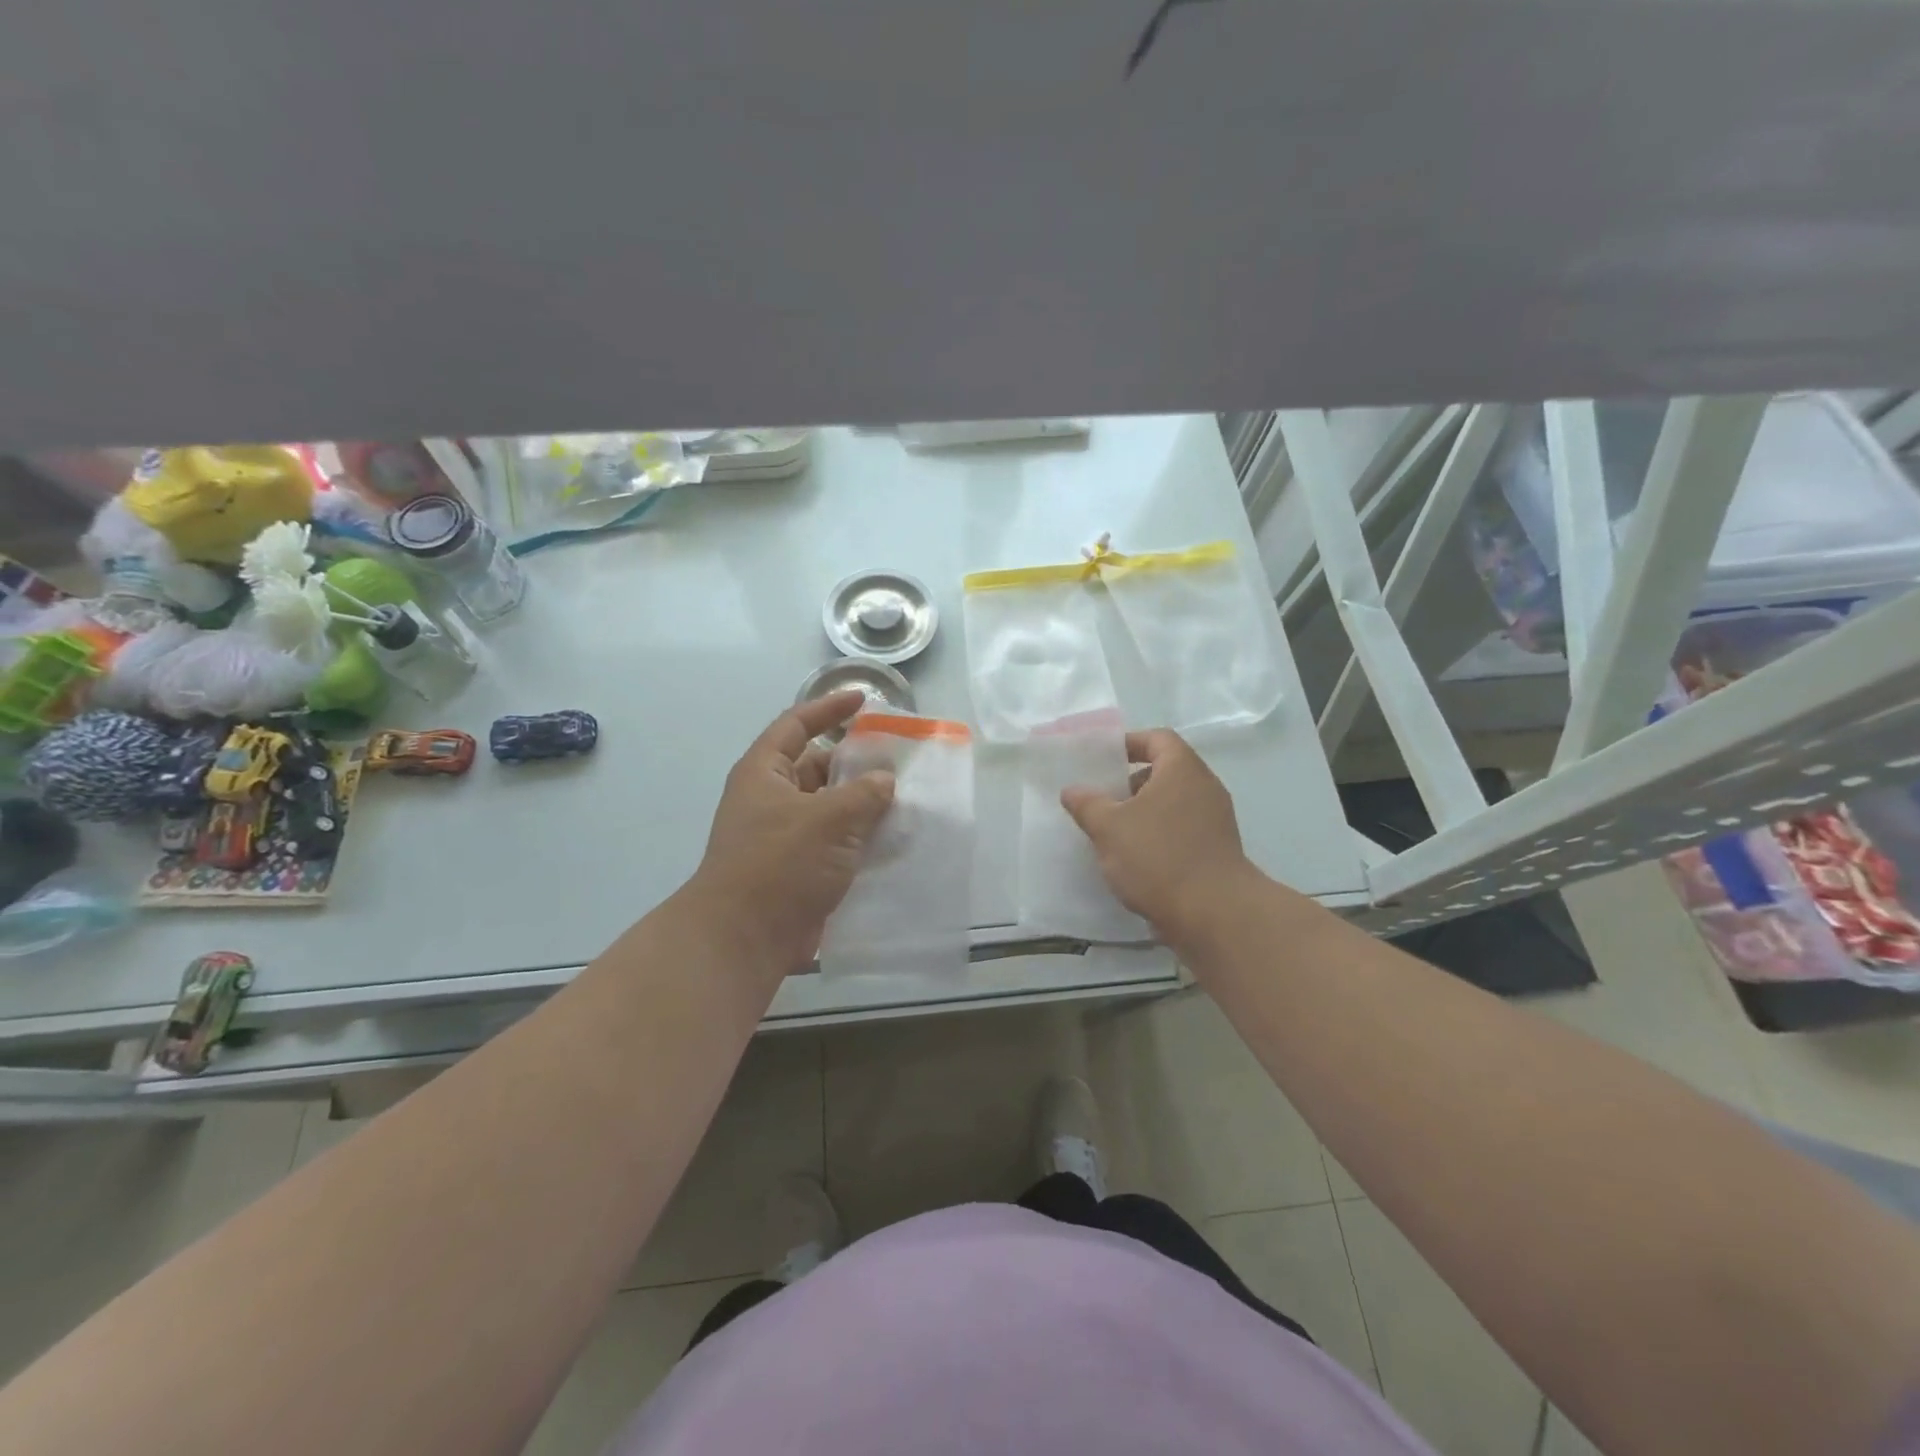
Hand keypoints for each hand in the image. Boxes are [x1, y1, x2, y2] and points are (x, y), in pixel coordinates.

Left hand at [687, 691, 896, 974]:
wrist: (744, 939)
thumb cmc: (780, 864)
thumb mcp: (828, 819)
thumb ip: (864, 793)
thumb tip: (883, 781)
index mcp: (765, 773)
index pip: (797, 725)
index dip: (828, 708)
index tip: (863, 701)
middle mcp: (772, 799)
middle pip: (818, 767)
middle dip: (855, 763)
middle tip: (898, 761)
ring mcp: (785, 836)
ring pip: (830, 807)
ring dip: (863, 804)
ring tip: (906, 799)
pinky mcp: (799, 869)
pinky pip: (835, 842)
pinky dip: (860, 838)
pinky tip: (894, 839)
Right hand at [1061, 729, 1259, 942]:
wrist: (1213, 914)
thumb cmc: (1158, 857)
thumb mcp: (1109, 827)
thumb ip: (1087, 804)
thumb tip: (1072, 790)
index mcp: (1183, 770)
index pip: (1159, 739)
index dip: (1131, 742)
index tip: (1105, 759)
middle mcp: (1205, 788)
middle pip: (1167, 771)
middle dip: (1132, 783)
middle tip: (1104, 799)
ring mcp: (1216, 820)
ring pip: (1174, 803)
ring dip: (1144, 812)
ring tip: (1115, 833)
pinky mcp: (1218, 850)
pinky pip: (1183, 829)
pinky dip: (1160, 835)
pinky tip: (1136, 859)